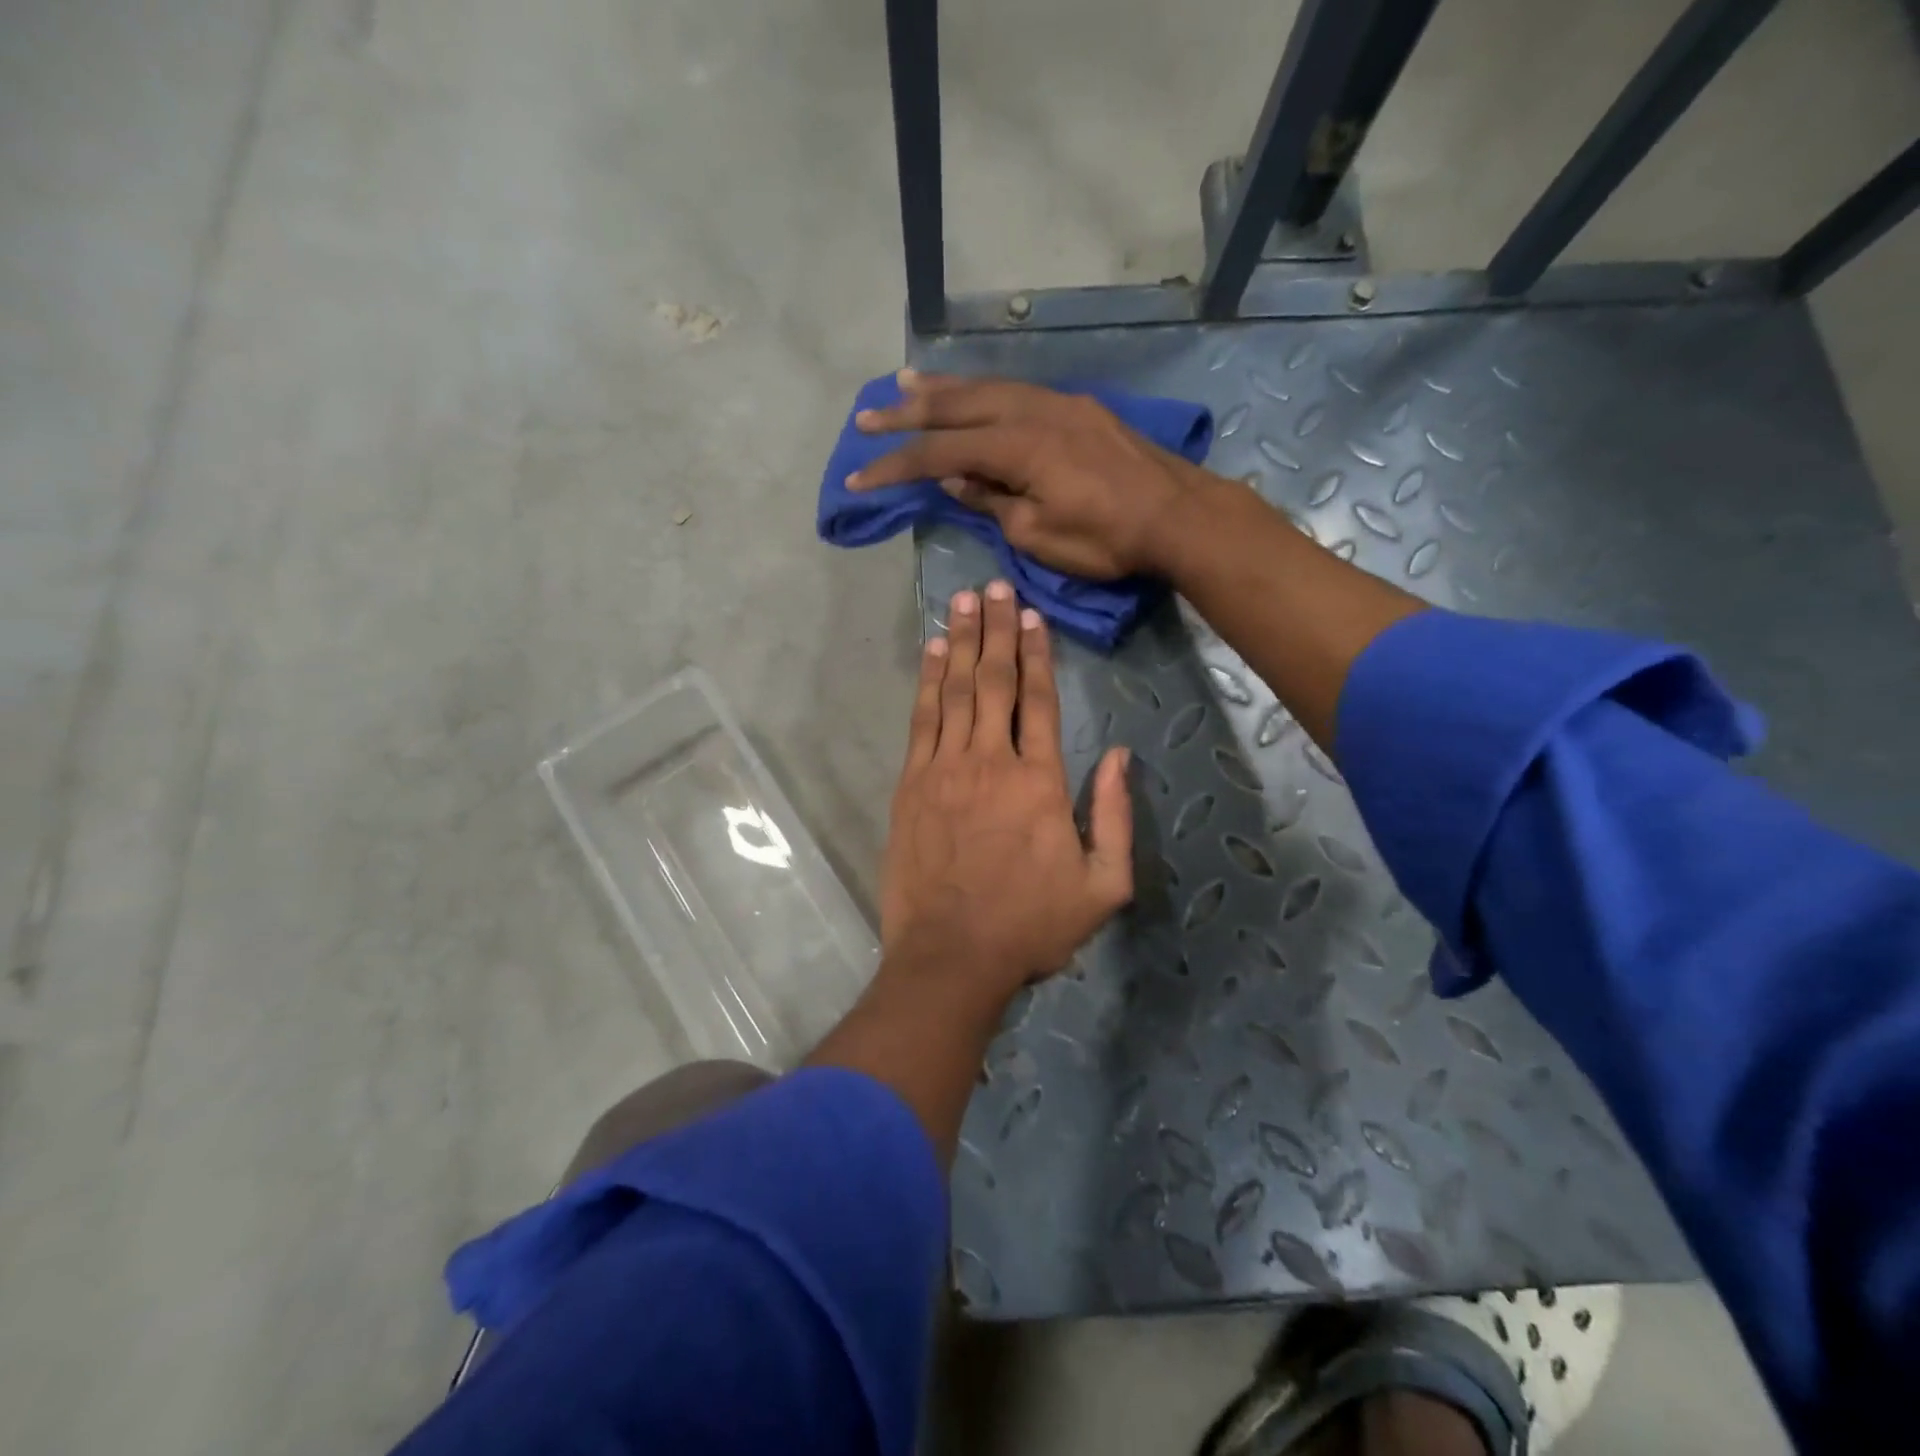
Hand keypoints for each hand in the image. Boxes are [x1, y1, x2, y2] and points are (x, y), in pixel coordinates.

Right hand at [849, 371, 1197, 579]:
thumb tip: (957, 479)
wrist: (1178, 515)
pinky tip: (972, 393)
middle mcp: (1032, 411)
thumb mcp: (1038, 535)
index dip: (896, 466)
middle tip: (866, 415)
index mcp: (1017, 446)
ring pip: (988, 388)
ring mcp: (1058, 403)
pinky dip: (984, 391)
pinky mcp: (1078, 408)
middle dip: (907, 412)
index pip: (940, 453)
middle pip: (957, 406)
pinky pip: (1018, 390)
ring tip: (905, 383)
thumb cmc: (1107, 538)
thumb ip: (992, 502)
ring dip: (943, 389)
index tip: (859, 477)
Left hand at [881, 578, 1133, 999]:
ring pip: (955, 691)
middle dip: (995, 631)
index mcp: (1040, 781)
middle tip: (993, 587)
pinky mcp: (911, 785)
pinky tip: (932, 654)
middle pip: (994, 682)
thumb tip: (1118, 755)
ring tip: (963, 602)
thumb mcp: (1103, 884)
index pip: (1039, 700)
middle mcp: (991, 761)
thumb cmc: (1032, 925)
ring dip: (960, 643)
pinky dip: (927, 682)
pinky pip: (921, 721)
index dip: (1036, 653)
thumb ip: (1115, 815)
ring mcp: (945, 770)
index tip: (1030, 615)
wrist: (953, 956)